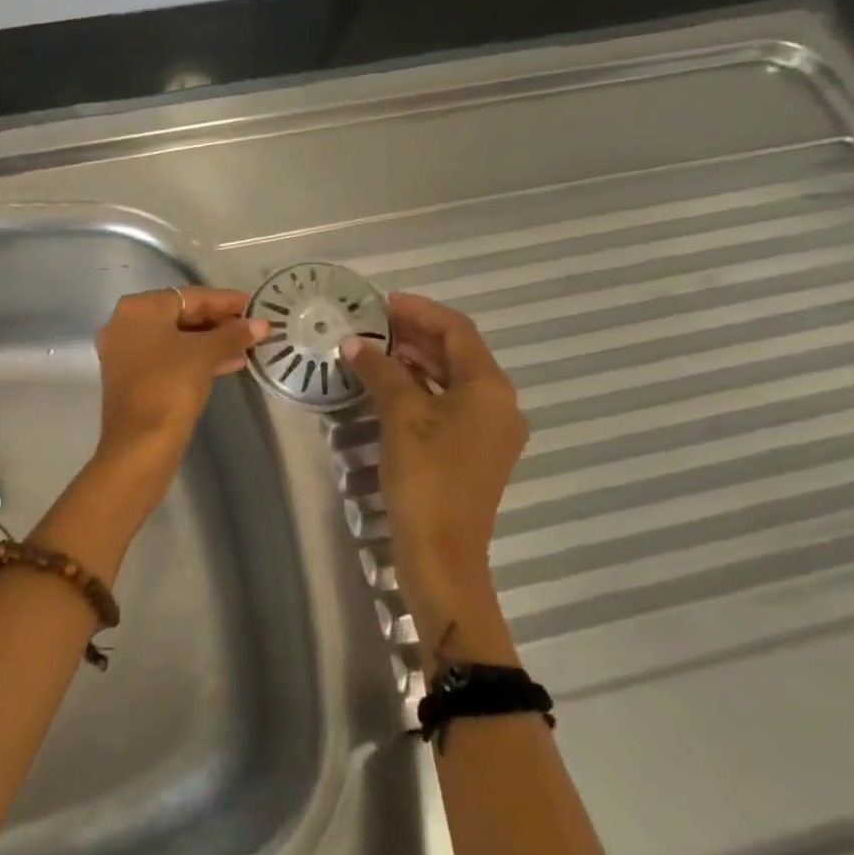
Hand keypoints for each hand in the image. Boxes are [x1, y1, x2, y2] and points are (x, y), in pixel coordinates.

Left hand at [94, 287, 266, 465]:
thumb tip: (261, 324)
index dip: (226, 301)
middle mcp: (125, 324)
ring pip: (176, 339)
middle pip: (181, 315)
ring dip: (211, 342)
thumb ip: (233, 334)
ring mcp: (125, 353)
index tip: (256, 305)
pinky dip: (195, 358)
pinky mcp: (131, 379)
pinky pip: (169, 358)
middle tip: (254, 327)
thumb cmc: (169, 386)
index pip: (190, 296)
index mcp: (138, 309)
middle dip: (219, 322)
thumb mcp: (205, 355)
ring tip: (247, 347)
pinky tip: (228, 364)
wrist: (139, 445)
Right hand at [343, 294, 527, 656]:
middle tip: (373, 323)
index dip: (420, 311)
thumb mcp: (400, 416)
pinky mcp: (475, 452)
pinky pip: (450, 404)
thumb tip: (353, 342)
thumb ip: (380, 371)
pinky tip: (391, 385)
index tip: (382, 302)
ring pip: (453, 380)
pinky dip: (422, 388)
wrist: (443, 552)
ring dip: (418, 360)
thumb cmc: (425, 476)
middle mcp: (500, 404)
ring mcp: (490, 431)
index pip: (457, 330)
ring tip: (377, 348)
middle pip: (458, 353)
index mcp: (490, 388)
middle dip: (416, 334)